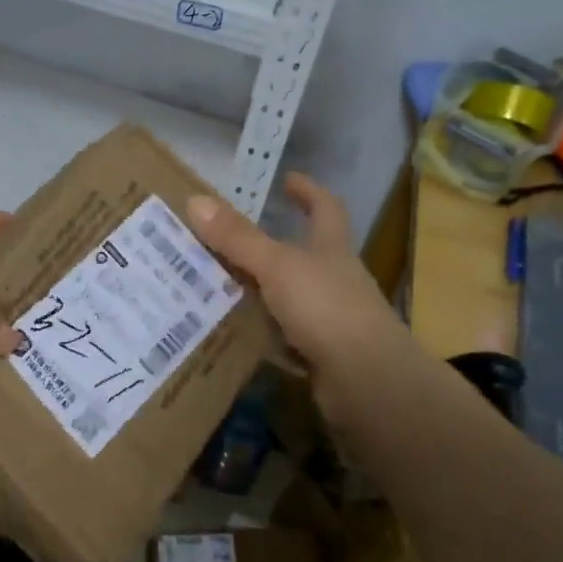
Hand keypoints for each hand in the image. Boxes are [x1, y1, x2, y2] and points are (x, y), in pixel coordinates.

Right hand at [187, 173, 409, 412]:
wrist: (366, 381)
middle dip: (271, 245)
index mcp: (332, 249)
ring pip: (289, 296)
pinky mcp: (320, 354)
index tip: (288, 180)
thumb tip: (196, 200)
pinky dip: (261, 332)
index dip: (309, 192)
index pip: (326, 208)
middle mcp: (334, 279)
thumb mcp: (277, 266)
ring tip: (215, 285)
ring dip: (259, 290)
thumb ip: (238, 238)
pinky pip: (283, 336)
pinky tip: (232, 333)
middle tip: (226, 239)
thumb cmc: (327, 308)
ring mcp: (330, 318)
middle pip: (304, 254)